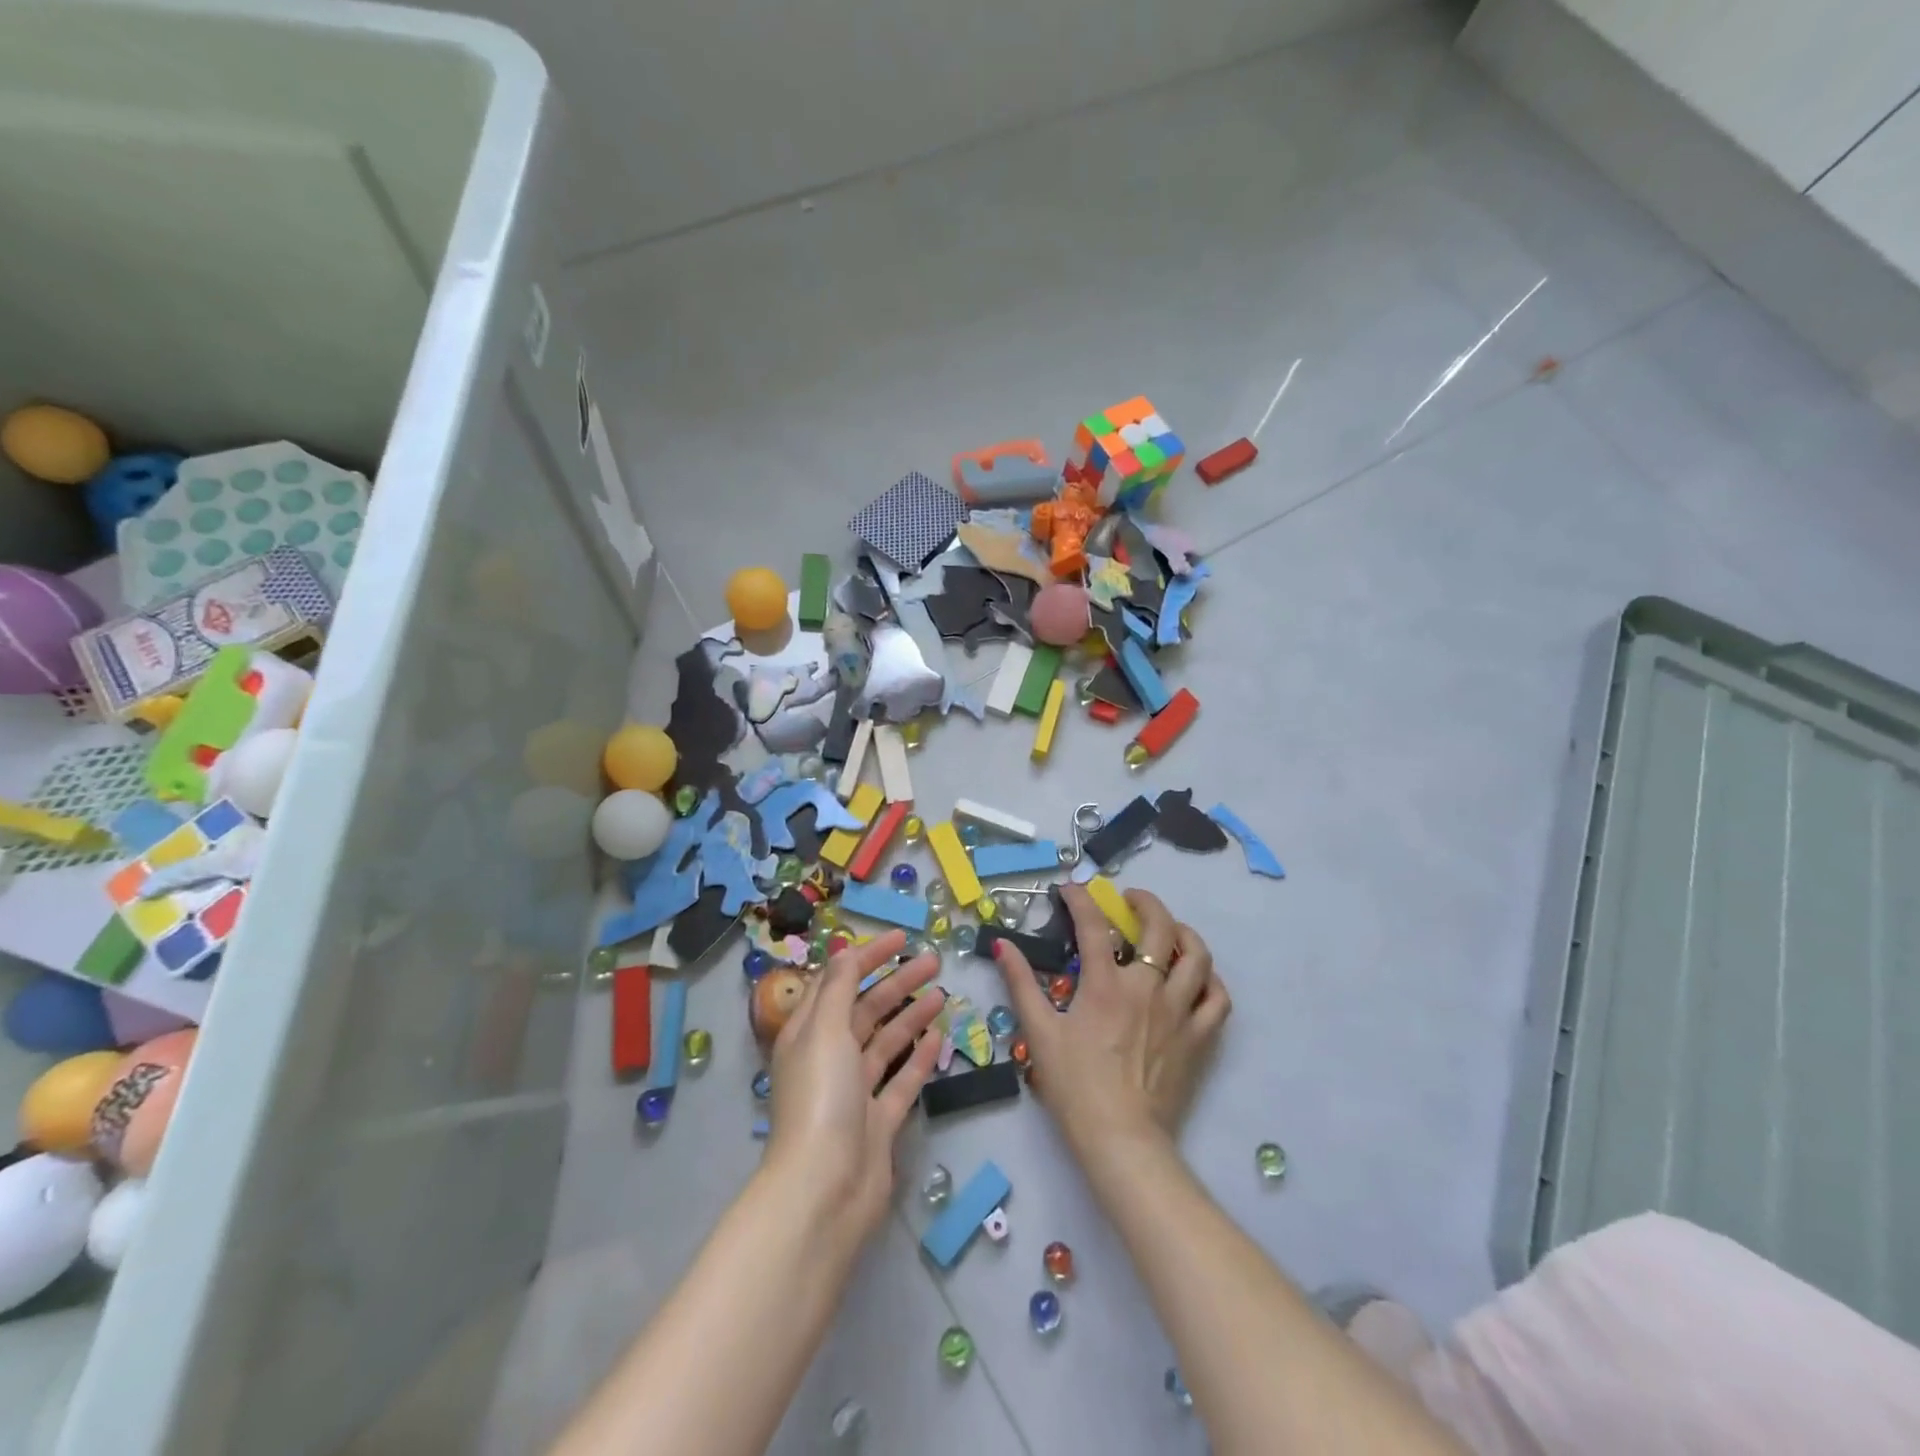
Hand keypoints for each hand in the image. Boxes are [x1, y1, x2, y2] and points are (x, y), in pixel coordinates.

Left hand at [764, 930, 945, 1240]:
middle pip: (865, 1009)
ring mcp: (854, 1092)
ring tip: (942, 992)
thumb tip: (845, 949)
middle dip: (897, 982)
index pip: (837, 982)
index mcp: (809, 1034)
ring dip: (911, 1015)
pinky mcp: (877, 1122)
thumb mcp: (825, 1030)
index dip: (866, 957)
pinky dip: (919, 1057)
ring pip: (886, 1042)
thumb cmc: (821, 1099)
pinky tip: (939, 1036)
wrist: (825, 1191)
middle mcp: (829, 1058)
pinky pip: (901, 1080)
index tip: (901, 938)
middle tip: (933, 960)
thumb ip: (839, 987)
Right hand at [993, 885, 1229, 1163]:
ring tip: (1170, 930)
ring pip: (1197, 956)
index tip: (1070, 889)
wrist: (1121, 1139)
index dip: (1080, 899)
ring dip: (1184, 933)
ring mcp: (1179, 1011)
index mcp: (1106, 985)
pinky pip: (1218, 999)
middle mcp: (1147, 988)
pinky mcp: (1199, 1038)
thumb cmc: (1075, 1086)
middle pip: (1159, 926)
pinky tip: (1197, 977)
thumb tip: (1001, 945)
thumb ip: (1021, 983)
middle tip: (1129, 899)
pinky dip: (1210, 980)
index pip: (1094, 925)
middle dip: (1145, 902)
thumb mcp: (1039, 1032)